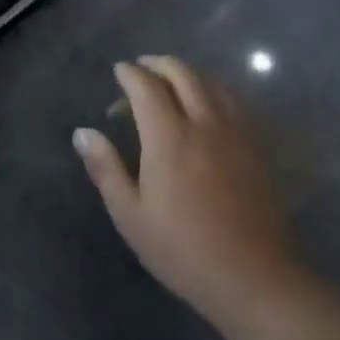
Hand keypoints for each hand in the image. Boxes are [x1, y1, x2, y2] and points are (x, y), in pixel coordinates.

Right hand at [73, 56, 298, 319]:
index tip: (119, 70)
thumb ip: (106, 168)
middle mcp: (204, 123)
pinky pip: (234, 100)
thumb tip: (83, 133)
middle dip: (159, 63)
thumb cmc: (182, 250)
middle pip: (183, 74)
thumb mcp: (130, 215)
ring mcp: (236, 132)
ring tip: (172, 80)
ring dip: (188, 72)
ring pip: (212, 82)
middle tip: (142, 67)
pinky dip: (214, 88)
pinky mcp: (256, 146)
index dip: (130, 73)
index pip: (147, 87)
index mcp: (169, 138)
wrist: (253, 276)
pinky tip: (207, 103)